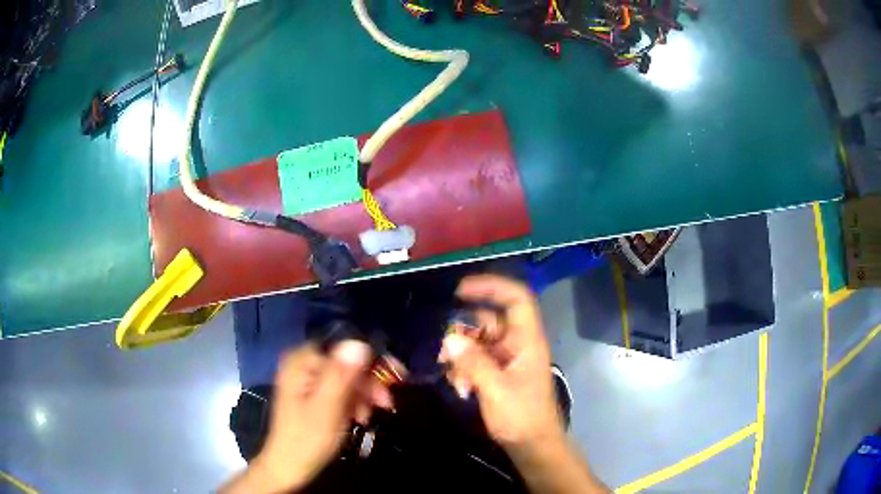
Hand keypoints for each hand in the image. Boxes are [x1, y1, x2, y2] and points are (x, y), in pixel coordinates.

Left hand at [223, 340, 373, 492]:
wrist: (289, 467)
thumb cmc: (306, 440)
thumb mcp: (327, 408)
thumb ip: (341, 375)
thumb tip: (359, 343)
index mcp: (301, 362)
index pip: (344, 346)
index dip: (372, 359)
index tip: (396, 375)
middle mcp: (303, 363)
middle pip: (347, 362)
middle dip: (368, 382)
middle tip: (387, 403)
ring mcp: (307, 379)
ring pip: (346, 377)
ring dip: (363, 395)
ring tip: (368, 416)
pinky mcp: (312, 394)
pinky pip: (340, 389)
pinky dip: (353, 402)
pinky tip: (359, 417)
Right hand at [440, 275, 563, 454]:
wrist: (533, 446)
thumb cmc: (521, 417)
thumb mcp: (495, 389)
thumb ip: (472, 362)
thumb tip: (449, 338)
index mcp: (527, 340)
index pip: (516, 298)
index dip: (492, 286)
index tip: (460, 290)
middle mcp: (518, 344)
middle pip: (490, 320)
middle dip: (464, 330)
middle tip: (443, 349)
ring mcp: (508, 359)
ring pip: (480, 341)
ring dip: (462, 353)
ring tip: (451, 374)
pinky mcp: (499, 374)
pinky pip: (477, 359)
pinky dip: (465, 367)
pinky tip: (459, 386)